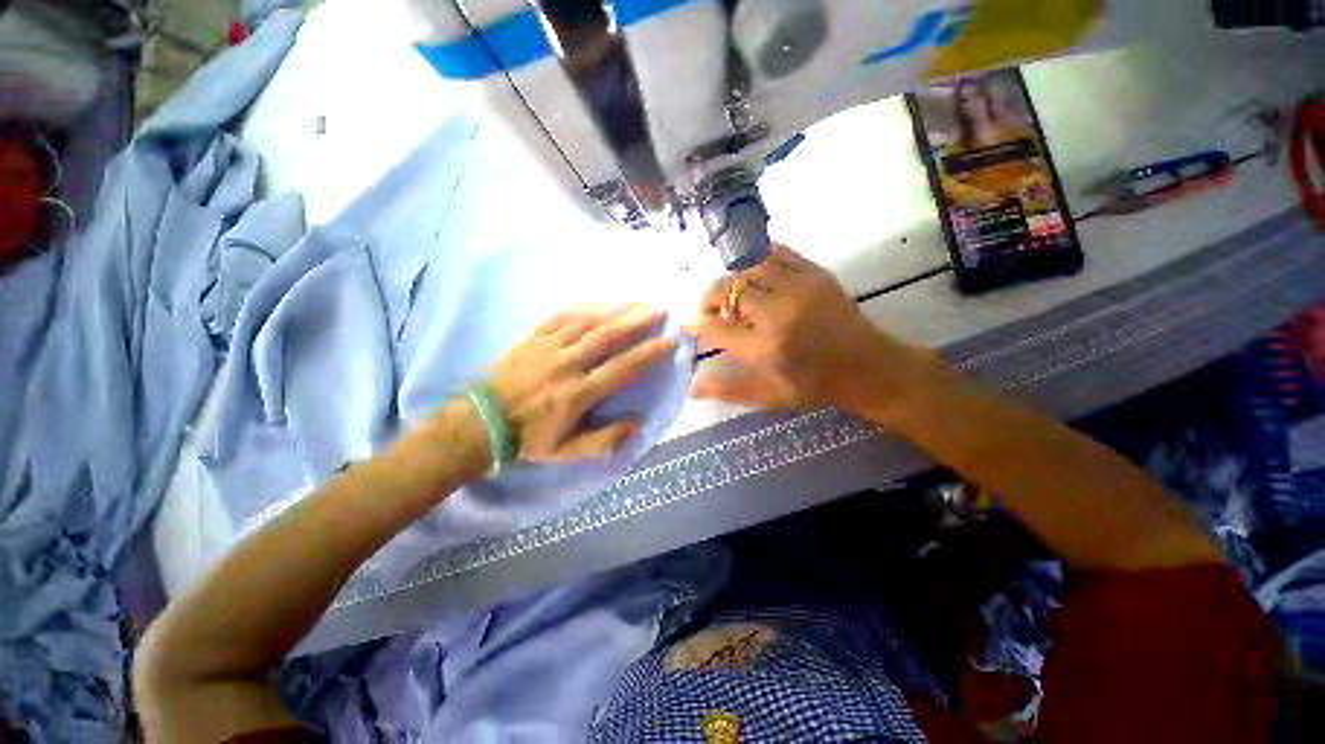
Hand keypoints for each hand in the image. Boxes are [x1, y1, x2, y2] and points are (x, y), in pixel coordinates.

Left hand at [487, 304, 676, 461]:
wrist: (478, 423)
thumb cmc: (527, 439)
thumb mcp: (566, 452)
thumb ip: (603, 441)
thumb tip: (637, 425)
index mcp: (578, 394)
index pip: (622, 369)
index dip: (649, 353)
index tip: (669, 341)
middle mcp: (567, 365)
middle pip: (607, 337)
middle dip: (637, 321)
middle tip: (660, 310)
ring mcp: (547, 347)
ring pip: (586, 321)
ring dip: (615, 309)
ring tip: (637, 301)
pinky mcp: (532, 338)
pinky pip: (560, 316)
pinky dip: (583, 307)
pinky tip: (598, 301)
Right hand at [692, 244, 929, 411]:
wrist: (868, 367)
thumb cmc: (814, 386)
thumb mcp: (768, 397)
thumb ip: (727, 390)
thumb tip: (691, 387)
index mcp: (765, 348)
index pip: (715, 328)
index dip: (698, 324)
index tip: (693, 324)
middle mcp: (778, 313)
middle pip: (727, 290)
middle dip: (710, 298)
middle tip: (712, 310)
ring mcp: (799, 288)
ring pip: (748, 266)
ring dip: (732, 279)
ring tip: (734, 294)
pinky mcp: (816, 273)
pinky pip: (777, 252)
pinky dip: (757, 261)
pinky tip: (755, 276)